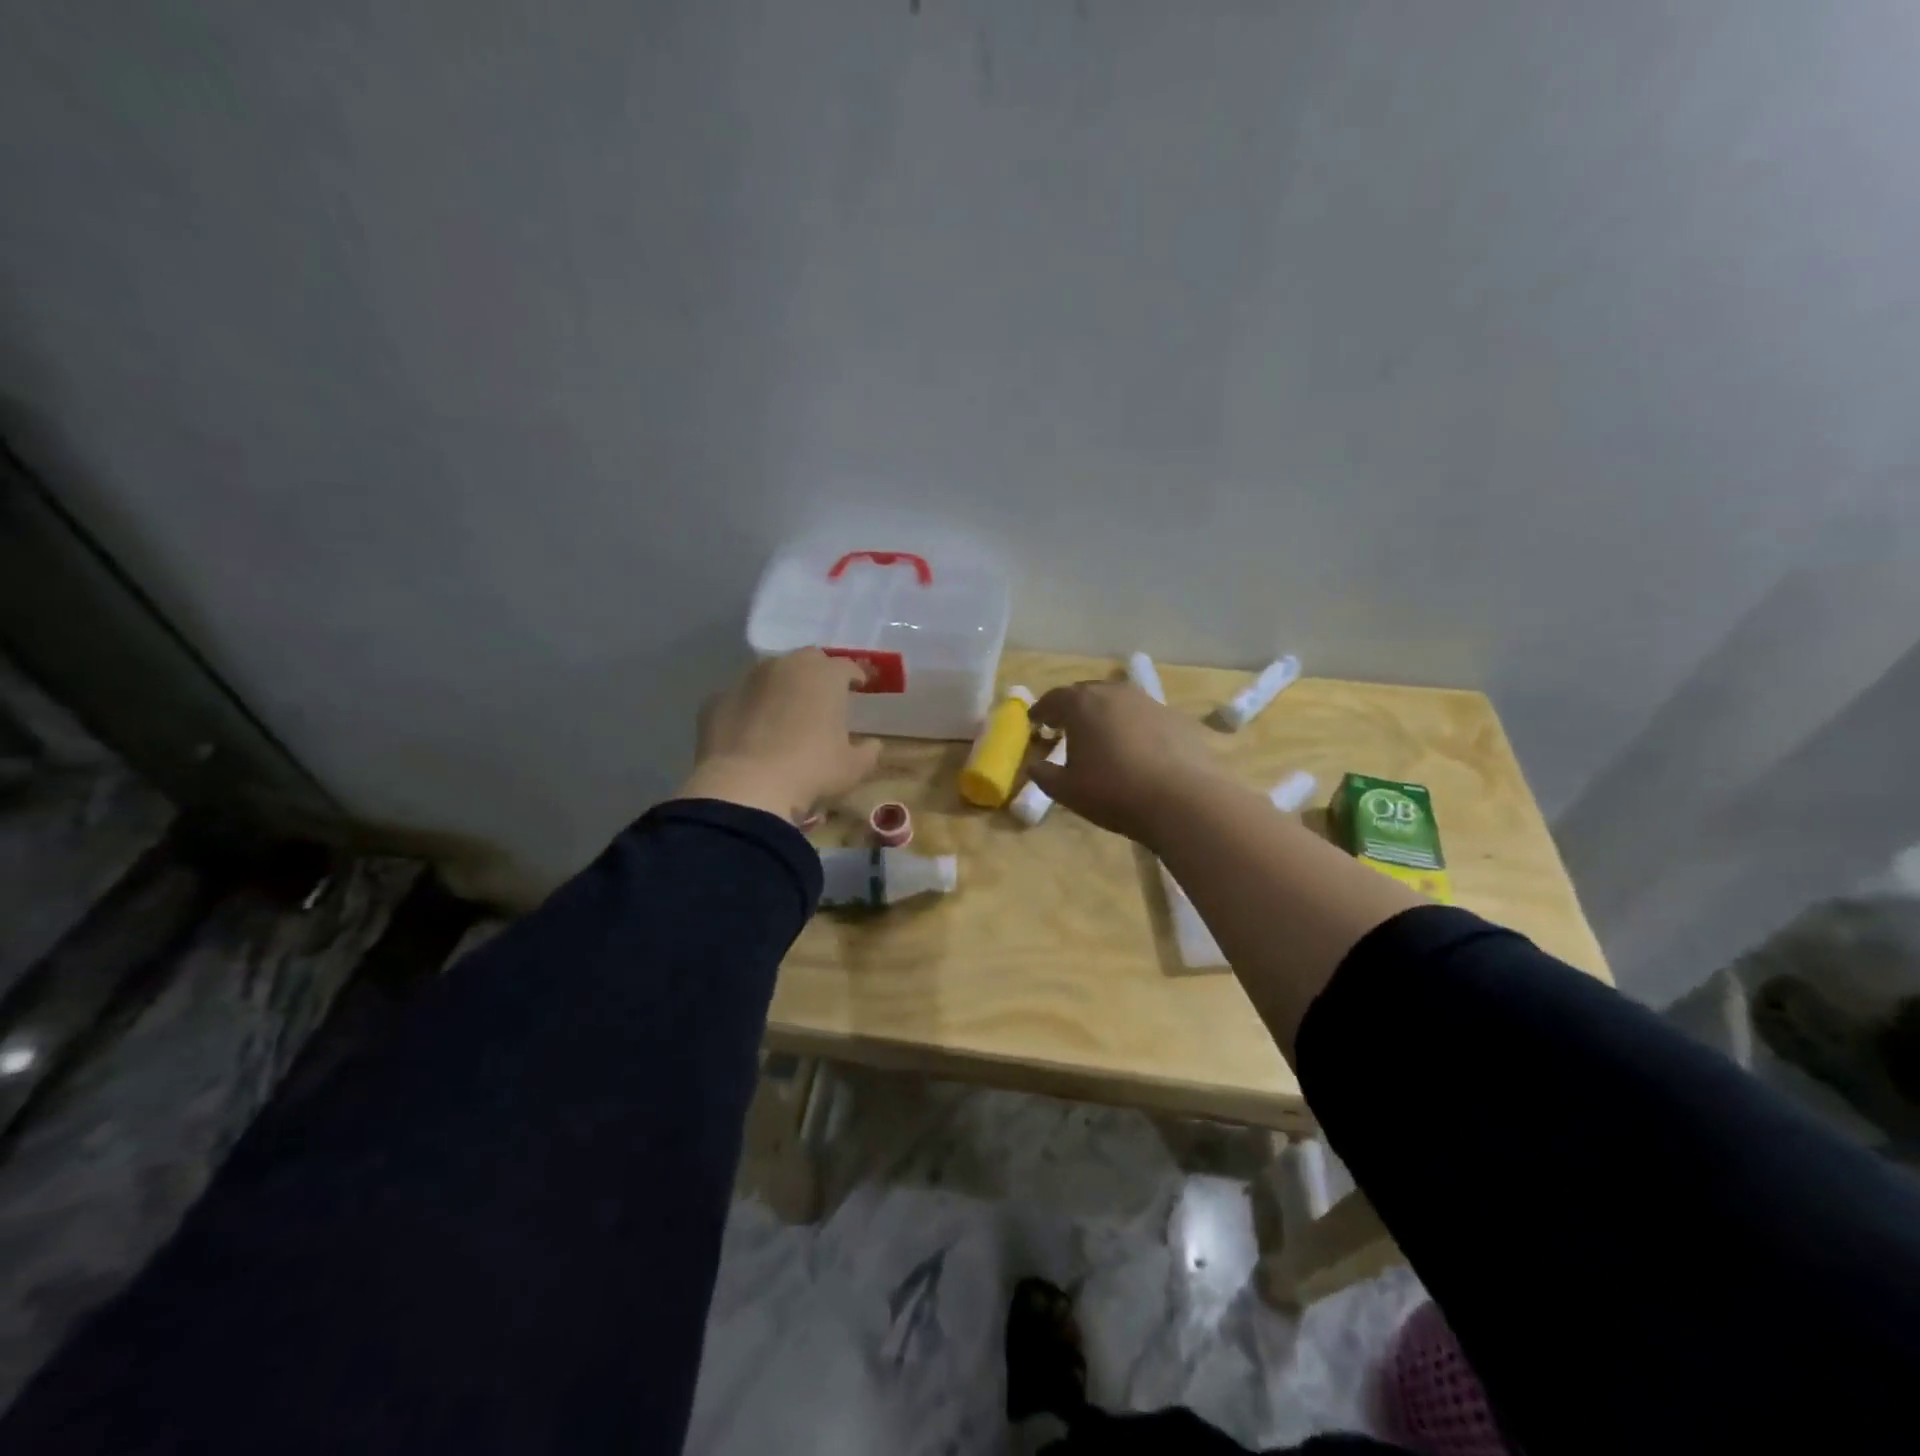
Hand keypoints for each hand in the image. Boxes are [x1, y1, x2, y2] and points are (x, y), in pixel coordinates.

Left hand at [675, 650, 882, 819]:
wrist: (746, 786)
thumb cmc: (812, 770)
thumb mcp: (853, 768)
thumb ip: (867, 751)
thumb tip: (873, 745)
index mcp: (825, 675)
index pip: (847, 666)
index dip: (856, 676)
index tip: (861, 687)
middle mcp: (785, 666)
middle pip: (807, 660)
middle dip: (818, 674)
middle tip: (824, 696)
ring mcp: (746, 680)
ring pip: (770, 674)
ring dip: (782, 687)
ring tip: (786, 713)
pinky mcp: (716, 701)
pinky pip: (741, 699)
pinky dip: (750, 709)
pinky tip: (752, 732)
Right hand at [1028, 681, 1225, 843]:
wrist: (1182, 800)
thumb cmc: (1113, 792)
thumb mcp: (1067, 791)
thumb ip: (1045, 775)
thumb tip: (1035, 766)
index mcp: (1082, 704)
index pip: (1053, 699)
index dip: (1041, 711)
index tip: (1035, 723)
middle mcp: (1114, 693)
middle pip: (1086, 693)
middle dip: (1073, 709)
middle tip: (1065, 728)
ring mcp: (1148, 702)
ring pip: (1118, 702)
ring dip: (1105, 715)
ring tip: (1101, 738)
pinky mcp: (1176, 717)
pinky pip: (1144, 717)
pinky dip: (1132, 727)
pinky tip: (1136, 750)